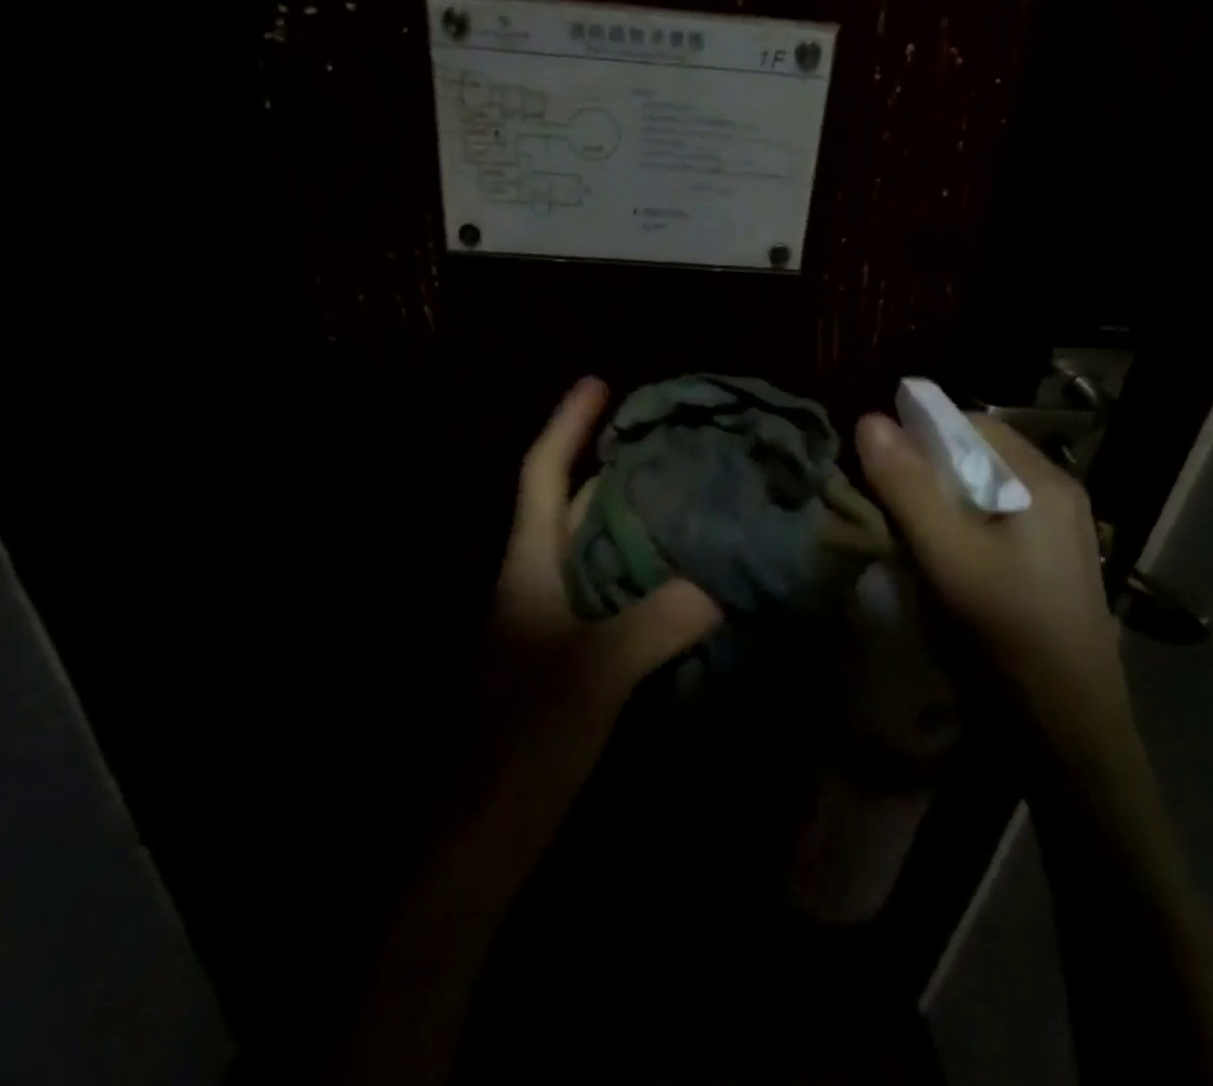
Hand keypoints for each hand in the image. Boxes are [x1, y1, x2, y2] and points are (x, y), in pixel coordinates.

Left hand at [485, 376, 722, 742]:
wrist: (489, 829)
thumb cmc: (528, 737)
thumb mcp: (596, 672)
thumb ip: (659, 620)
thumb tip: (722, 582)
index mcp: (529, 565)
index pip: (541, 474)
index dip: (566, 424)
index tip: (599, 383)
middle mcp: (538, 579)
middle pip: (575, 505)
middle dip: (616, 467)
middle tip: (672, 442)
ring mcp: (554, 618)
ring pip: (598, 548)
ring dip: (638, 518)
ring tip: (690, 494)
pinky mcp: (572, 652)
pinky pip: (614, 590)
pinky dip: (646, 569)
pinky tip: (686, 573)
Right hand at [854, 410, 1135, 770]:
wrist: (1067, 736)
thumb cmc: (1005, 638)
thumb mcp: (946, 557)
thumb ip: (907, 487)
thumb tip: (869, 419)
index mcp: (1043, 483)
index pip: (971, 424)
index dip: (920, 434)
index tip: (880, 466)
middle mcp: (1057, 497)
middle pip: (977, 457)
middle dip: (926, 474)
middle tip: (891, 511)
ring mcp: (1056, 533)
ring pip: (981, 492)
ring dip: (938, 505)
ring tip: (911, 542)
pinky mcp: (1047, 565)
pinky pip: (992, 524)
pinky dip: (958, 531)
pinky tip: (942, 567)